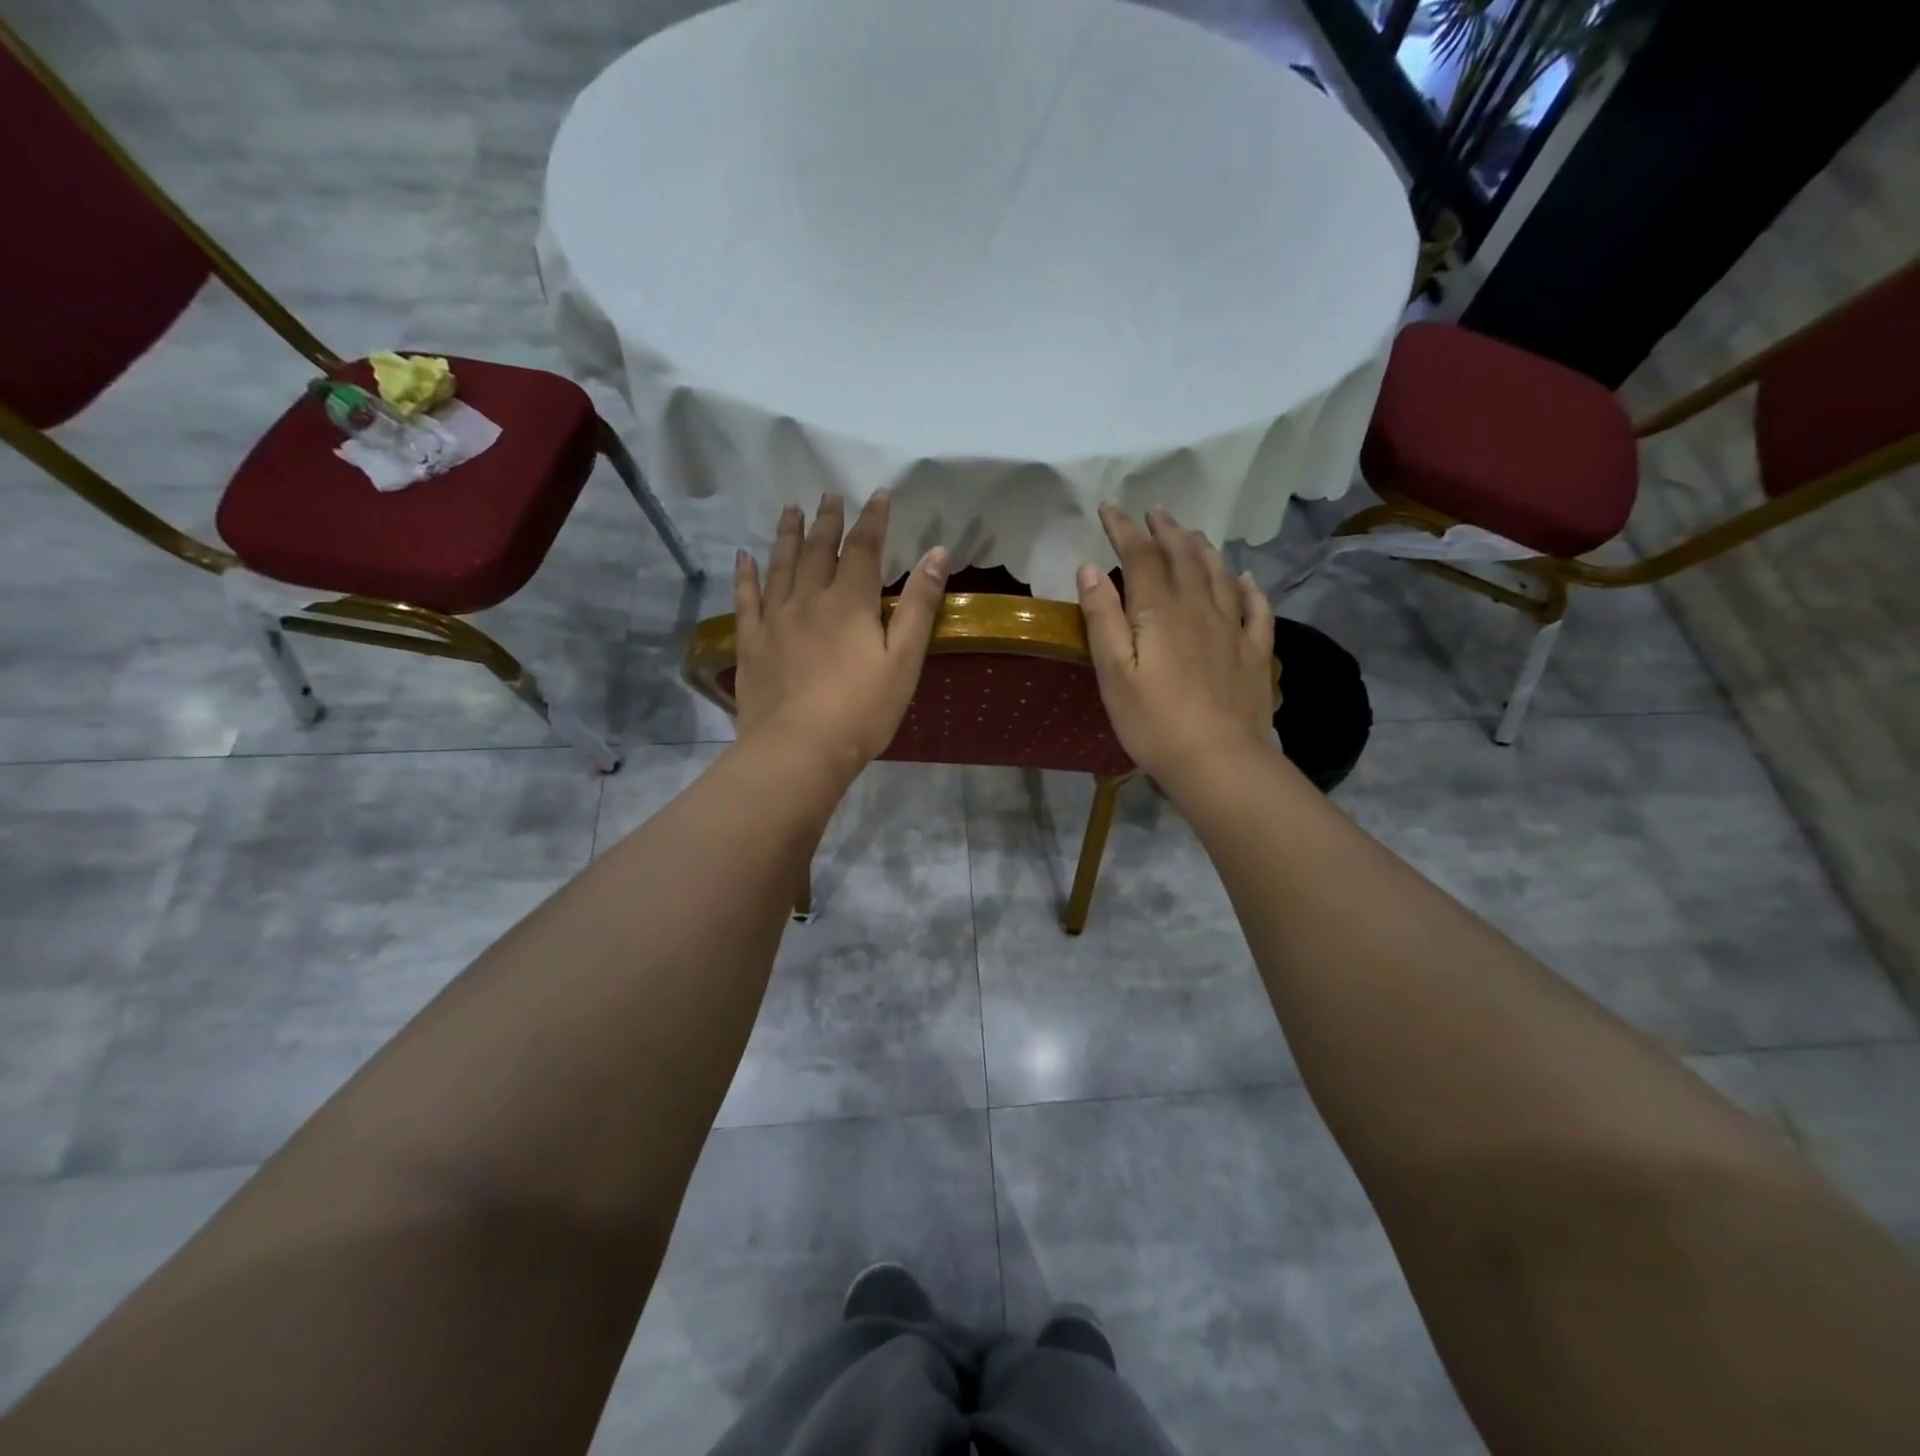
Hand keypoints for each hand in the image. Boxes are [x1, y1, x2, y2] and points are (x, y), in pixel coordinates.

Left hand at [733, 492, 948, 777]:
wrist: (800, 748)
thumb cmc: (862, 709)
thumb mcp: (904, 660)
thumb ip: (919, 606)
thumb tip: (938, 552)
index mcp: (849, 602)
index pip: (862, 548)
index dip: (871, 520)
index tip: (876, 496)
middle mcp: (808, 600)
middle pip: (817, 550)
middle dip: (826, 521)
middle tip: (828, 495)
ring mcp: (774, 620)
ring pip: (780, 565)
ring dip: (786, 535)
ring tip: (789, 509)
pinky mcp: (750, 644)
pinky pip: (745, 599)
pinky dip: (745, 575)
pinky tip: (743, 556)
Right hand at [1077, 504, 1277, 784]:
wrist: (1218, 760)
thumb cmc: (1153, 721)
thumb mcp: (1112, 672)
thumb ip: (1102, 618)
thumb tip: (1089, 568)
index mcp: (1160, 611)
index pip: (1140, 556)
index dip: (1123, 530)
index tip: (1109, 510)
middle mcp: (1199, 607)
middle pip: (1183, 557)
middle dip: (1165, 531)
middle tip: (1154, 512)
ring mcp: (1232, 628)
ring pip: (1219, 574)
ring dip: (1202, 549)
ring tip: (1192, 534)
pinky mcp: (1255, 652)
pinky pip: (1256, 608)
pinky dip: (1249, 586)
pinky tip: (1245, 577)